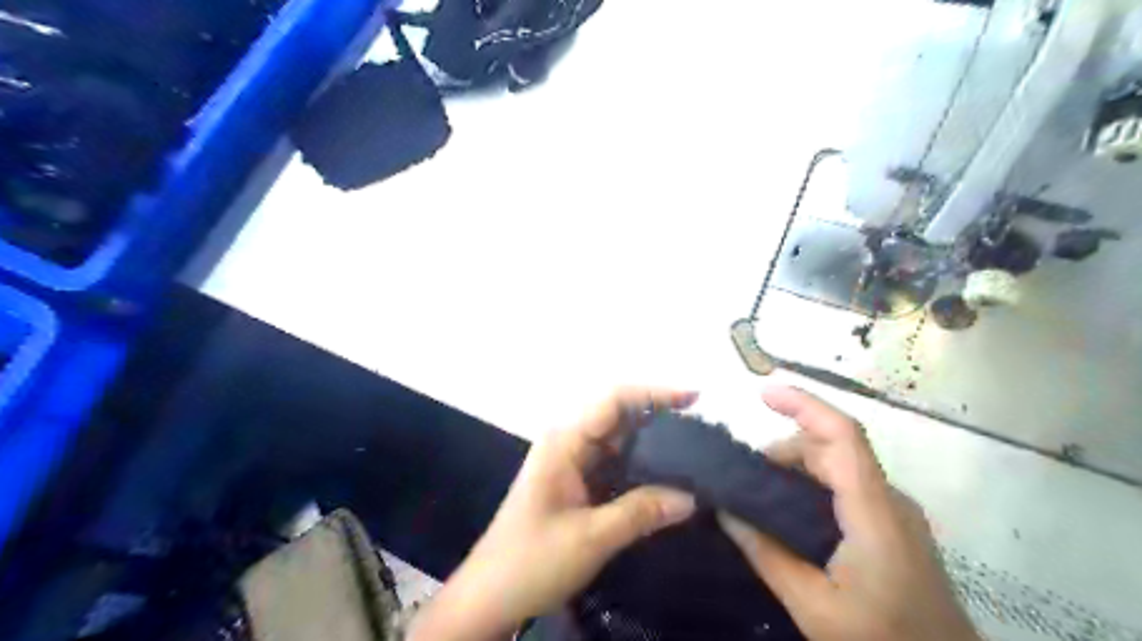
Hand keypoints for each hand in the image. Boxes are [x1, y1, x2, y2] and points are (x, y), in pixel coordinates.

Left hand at [407, 387, 699, 637]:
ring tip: (695, 452)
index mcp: (565, 441)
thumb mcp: (591, 538)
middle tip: (703, 431)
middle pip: (619, 417)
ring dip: (653, 445)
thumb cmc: (532, 561)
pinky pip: (614, 464)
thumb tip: (692, 496)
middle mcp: (568, 442)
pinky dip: (641, 467)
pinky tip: (668, 477)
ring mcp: (571, 462)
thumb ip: (641, 512)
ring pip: (619, 442)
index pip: (614, 400)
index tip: (694, 398)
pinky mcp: (576, 483)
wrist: (490, 596)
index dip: (655, 393)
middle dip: (659, 419)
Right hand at [722, 385, 980, 640]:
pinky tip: (786, 512)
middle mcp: (889, 498)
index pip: (842, 435)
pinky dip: (810, 484)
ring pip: (838, 465)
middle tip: (742, 478)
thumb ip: (768, 556)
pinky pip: (846, 486)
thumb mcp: (816, 607)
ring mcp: (894, 511)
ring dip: (795, 467)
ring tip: (757, 496)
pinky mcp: (892, 525)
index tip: (762, 393)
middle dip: (783, 449)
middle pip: (833, 448)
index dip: (804, 405)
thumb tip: (725, 512)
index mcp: (874, 511)